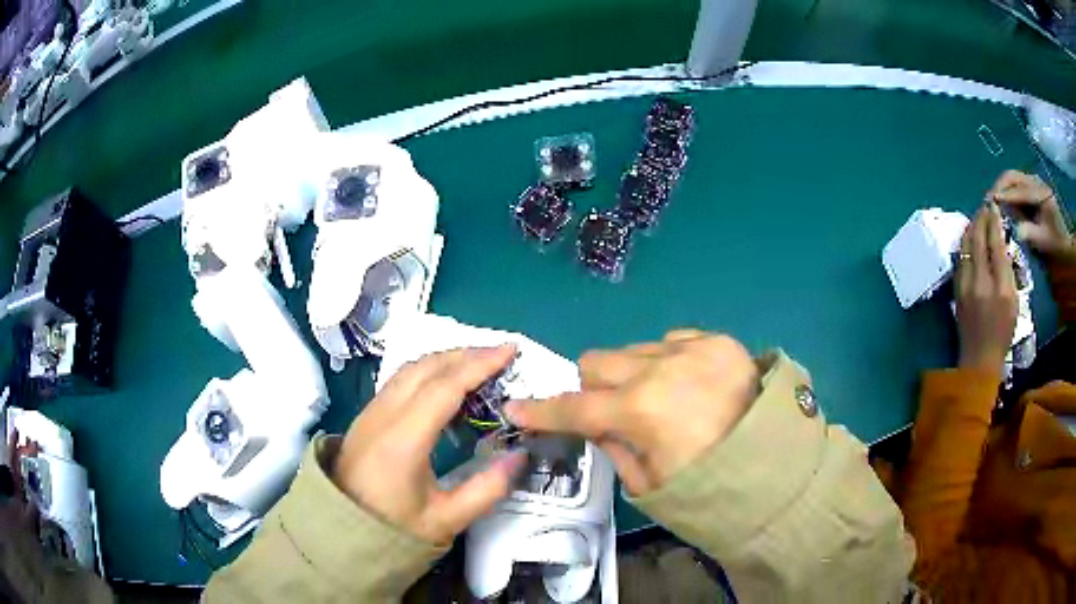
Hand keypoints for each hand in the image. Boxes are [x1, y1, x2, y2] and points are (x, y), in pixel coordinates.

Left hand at [332, 346, 525, 545]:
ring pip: (410, 369)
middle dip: (466, 354)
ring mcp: (371, 412)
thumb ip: (487, 489)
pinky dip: (428, 371)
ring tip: (478, 363)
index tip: (510, 351)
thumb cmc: (392, 528)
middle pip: (426, 367)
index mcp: (404, 438)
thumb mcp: (446, 519)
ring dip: (446, 359)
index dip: (479, 365)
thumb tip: (519, 455)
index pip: (445, 386)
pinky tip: (445, 384)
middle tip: (501, 354)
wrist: (339, 531)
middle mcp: (384, 415)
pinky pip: (400, 380)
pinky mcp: (366, 417)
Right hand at [506, 330, 758, 495]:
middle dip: (593, 387)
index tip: (516, 408)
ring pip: (634, 348)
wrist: (778, 470)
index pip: (574, 407)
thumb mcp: (648, 484)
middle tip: (609, 411)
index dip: (542, 411)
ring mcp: (693, 348)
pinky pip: (673, 341)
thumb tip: (597, 423)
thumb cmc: (709, 489)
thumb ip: (613, 447)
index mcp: (640, 410)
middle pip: (597, 360)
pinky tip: (688, 385)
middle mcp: (661, 367)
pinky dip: (667, 361)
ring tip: (659, 399)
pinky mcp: (720, 341)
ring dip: (631, 373)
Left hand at [956, 203, 1017, 371]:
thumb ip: (1009, 272)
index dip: (994, 222)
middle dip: (981, 217)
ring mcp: (966, 286)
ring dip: (971, 227)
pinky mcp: (956, 290)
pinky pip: (960, 258)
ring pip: (966, 246)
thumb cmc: (1003, 333)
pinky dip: (965, 243)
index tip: (994, 207)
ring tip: (978, 217)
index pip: (996, 244)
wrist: (979, 360)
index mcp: (1000, 287)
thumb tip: (1002, 245)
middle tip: (985, 206)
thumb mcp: (1014, 302)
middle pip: (978, 239)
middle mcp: (981, 282)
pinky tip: (970, 237)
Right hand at [988, 170, 1072, 258]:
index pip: (1021, 190)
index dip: (1007, 195)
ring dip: (1001, 189)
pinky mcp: (1028, 188)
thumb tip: (1014, 229)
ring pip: (1011, 179)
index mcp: (1041, 192)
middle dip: (1000, 187)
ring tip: (992, 202)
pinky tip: (1000, 203)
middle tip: (988, 201)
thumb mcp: (1043, 241)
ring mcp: (1031, 182)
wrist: (1062, 244)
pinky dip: (1005, 192)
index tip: (992, 201)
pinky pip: (1013, 185)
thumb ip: (1030, 233)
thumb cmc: (1053, 245)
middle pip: (1013, 177)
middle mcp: (1035, 182)